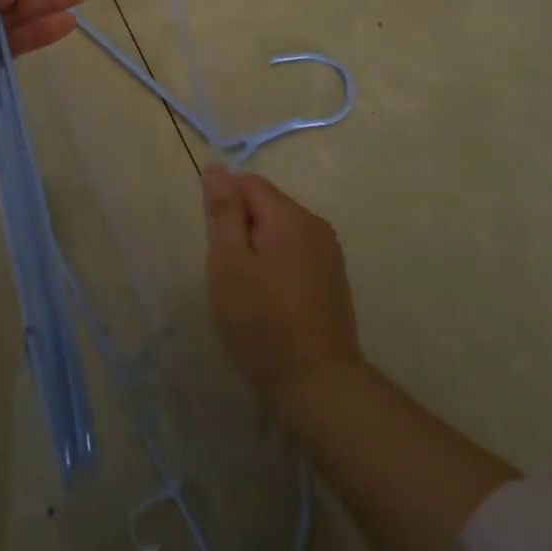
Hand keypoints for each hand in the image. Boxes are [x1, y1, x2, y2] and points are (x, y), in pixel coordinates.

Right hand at [203, 166, 362, 416]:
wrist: (317, 384)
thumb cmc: (262, 321)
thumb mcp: (229, 262)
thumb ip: (223, 210)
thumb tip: (218, 166)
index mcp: (291, 216)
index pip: (248, 183)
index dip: (225, 208)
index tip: (219, 247)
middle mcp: (316, 225)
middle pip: (266, 206)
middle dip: (242, 230)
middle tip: (230, 274)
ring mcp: (329, 254)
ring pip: (280, 232)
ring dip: (258, 250)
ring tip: (248, 292)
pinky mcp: (333, 280)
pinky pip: (295, 255)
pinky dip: (277, 268)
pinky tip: (270, 303)